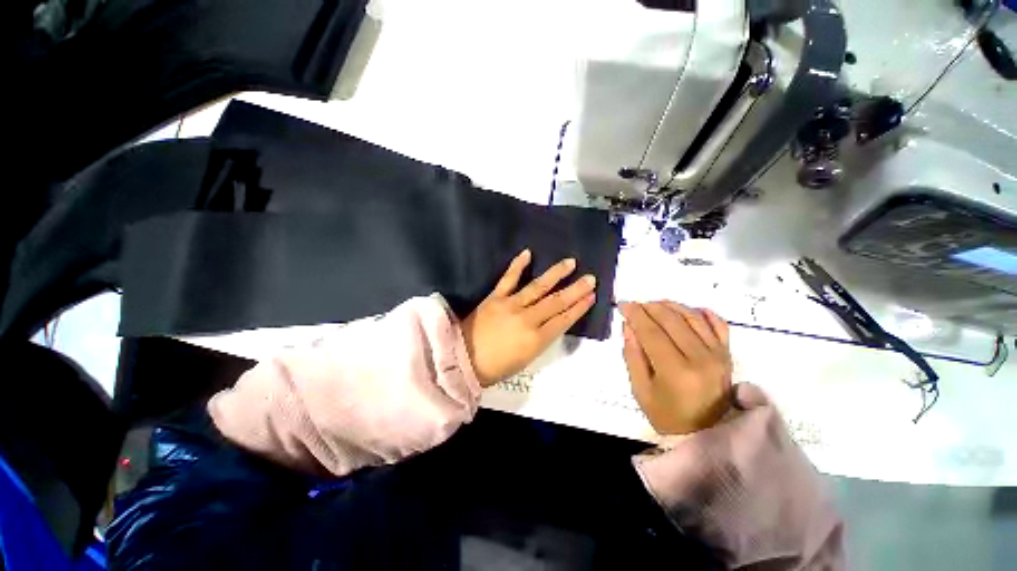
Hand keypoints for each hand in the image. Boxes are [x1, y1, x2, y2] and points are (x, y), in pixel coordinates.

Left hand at [462, 249, 596, 386]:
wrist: (465, 360)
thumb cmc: (498, 366)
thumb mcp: (527, 359)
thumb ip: (543, 338)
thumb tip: (555, 321)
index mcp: (537, 340)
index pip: (564, 320)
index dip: (579, 307)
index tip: (591, 296)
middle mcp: (527, 319)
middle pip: (556, 302)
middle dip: (575, 290)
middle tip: (590, 278)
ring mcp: (511, 305)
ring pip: (538, 287)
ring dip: (556, 274)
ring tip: (571, 262)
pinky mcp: (495, 298)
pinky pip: (508, 279)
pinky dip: (517, 265)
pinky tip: (528, 253)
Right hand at [619, 301, 732, 434]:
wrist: (705, 433)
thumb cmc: (666, 415)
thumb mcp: (640, 389)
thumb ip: (632, 355)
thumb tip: (629, 325)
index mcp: (676, 371)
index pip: (651, 332)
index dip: (635, 315)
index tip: (623, 305)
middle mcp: (700, 358)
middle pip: (672, 320)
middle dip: (649, 307)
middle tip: (636, 306)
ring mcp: (718, 355)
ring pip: (692, 317)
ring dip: (671, 306)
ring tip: (654, 305)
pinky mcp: (727, 355)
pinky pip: (719, 325)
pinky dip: (703, 313)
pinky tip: (689, 309)